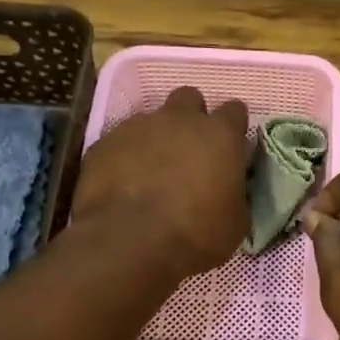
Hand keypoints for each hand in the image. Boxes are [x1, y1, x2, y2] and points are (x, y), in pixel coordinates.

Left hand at [71, 87, 250, 277]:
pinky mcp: (104, 142)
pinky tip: (125, 183)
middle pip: (190, 98)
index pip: (235, 111)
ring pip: (152, 119)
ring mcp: (139, 126)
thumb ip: (235, 193)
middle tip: (190, 149)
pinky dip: (126, 156)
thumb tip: (229, 190)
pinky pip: (120, 141)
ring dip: (157, 138)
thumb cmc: (196, 233)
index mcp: (221, 134)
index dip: (233, 127)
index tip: (230, 146)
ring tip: (153, 171)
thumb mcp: (235, 221)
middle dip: (191, 117)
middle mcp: (180, 119)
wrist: (129, 241)